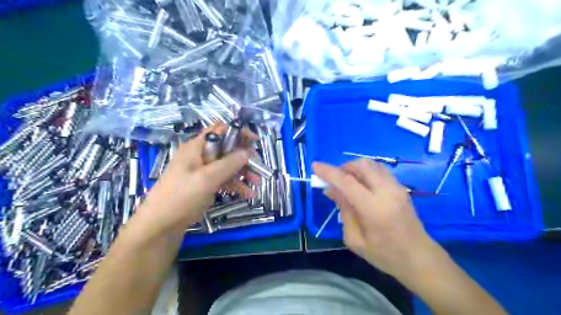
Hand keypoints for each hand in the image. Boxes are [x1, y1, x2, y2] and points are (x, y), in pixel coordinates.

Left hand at [135, 128, 249, 235]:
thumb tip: (247, 152)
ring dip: (242, 173)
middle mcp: (200, 155)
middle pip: (226, 149)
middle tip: (257, 167)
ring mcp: (202, 171)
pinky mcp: (204, 184)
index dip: (238, 133)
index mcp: (197, 147)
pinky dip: (235, 185)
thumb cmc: (181, 196)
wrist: (161, 225)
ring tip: (256, 183)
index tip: (254, 141)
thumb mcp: (207, 178)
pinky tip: (248, 194)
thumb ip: (228, 163)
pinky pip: (223, 179)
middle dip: (243, 157)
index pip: (220, 130)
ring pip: (227, 165)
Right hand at [314, 159, 445, 281]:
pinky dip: (365, 172)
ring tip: (346, 183)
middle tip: (334, 180)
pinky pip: (379, 170)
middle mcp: (387, 192)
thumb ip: (344, 211)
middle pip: (361, 165)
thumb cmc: (385, 255)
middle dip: (343, 167)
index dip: (329, 172)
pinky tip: (360, 185)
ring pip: (371, 164)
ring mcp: (397, 187)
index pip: (347, 182)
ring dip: (354, 168)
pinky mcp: (401, 187)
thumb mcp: (355, 240)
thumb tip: (332, 189)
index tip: (315, 166)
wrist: (419, 258)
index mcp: (374, 209)